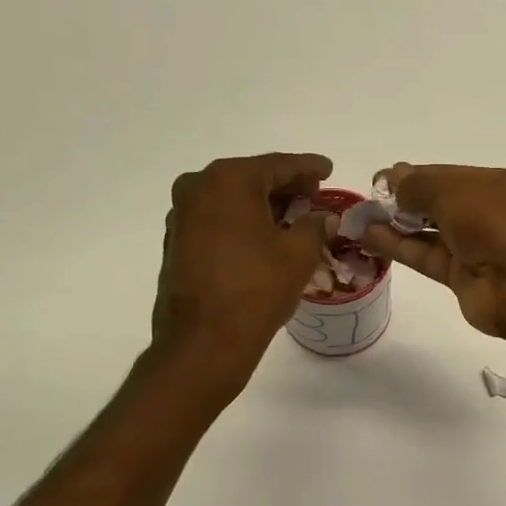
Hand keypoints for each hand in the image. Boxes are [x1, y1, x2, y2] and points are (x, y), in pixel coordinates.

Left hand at [150, 152, 333, 390]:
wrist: (204, 341)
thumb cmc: (256, 289)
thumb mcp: (298, 253)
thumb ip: (315, 225)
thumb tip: (324, 218)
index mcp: (229, 180)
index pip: (279, 165)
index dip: (309, 167)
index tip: (328, 168)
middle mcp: (198, 187)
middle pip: (252, 178)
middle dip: (285, 186)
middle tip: (314, 196)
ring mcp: (182, 215)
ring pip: (233, 200)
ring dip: (263, 207)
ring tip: (294, 219)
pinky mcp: (177, 242)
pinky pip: (218, 220)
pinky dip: (243, 223)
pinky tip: (264, 239)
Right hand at [360, 162, 505, 337]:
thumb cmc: (495, 224)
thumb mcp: (454, 191)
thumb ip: (419, 186)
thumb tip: (394, 178)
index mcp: (494, 185)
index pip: (447, 175)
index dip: (414, 176)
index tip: (381, 179)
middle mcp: (486, 213)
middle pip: (437, 203)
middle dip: (403, 200)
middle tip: (367, 200)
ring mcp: (474, 247)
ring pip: (428, 232)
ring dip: (395, 225)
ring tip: (360, 219)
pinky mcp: (461, 277)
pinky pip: (426, 256)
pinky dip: (400, 247)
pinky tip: (370, 238)